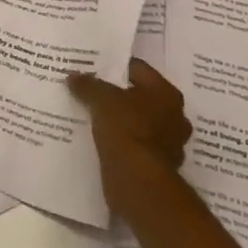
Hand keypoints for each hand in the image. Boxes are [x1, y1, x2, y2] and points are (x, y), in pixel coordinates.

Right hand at [68, 60, 192, 221]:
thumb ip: (87, 85)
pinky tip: (101, 139)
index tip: (92, 67)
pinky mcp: (158, 165)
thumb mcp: (100, 99)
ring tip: (92, 115)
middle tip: (91, 90)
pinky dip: (122, 142)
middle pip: (140, 96)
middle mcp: (174, 116)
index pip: (138, 69)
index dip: (114, 66)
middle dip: (118, 94)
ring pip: (139, 122)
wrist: (138, 181)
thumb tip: (73, 76)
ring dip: (121, 120)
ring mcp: (169, 143)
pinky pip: (135, 145)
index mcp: (166, 93)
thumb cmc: (126, 128)